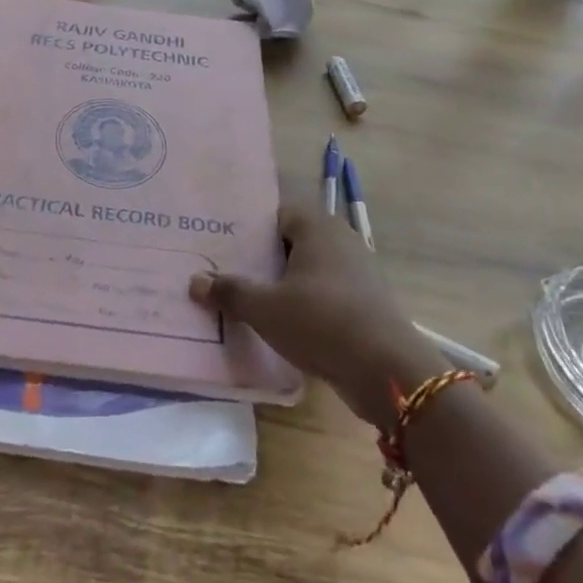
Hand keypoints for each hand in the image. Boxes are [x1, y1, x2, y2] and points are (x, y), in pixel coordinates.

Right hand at [189, 176, 445, 428]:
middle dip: (264, 255)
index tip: (224, 243)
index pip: (277, 212)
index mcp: (317, 227)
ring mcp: (359, 272)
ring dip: (285, 281)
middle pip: (293, 240)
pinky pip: (326, 292)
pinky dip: (306, 302)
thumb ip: (230, 291)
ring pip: (310, 268)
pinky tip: (285, 322)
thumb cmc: (321, 323)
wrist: (388, 371)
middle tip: (229, 270)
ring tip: (251, 298)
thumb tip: (195, 280)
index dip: (250, 226)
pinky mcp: (367, 302)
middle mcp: (341, 240)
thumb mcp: (265, 308)